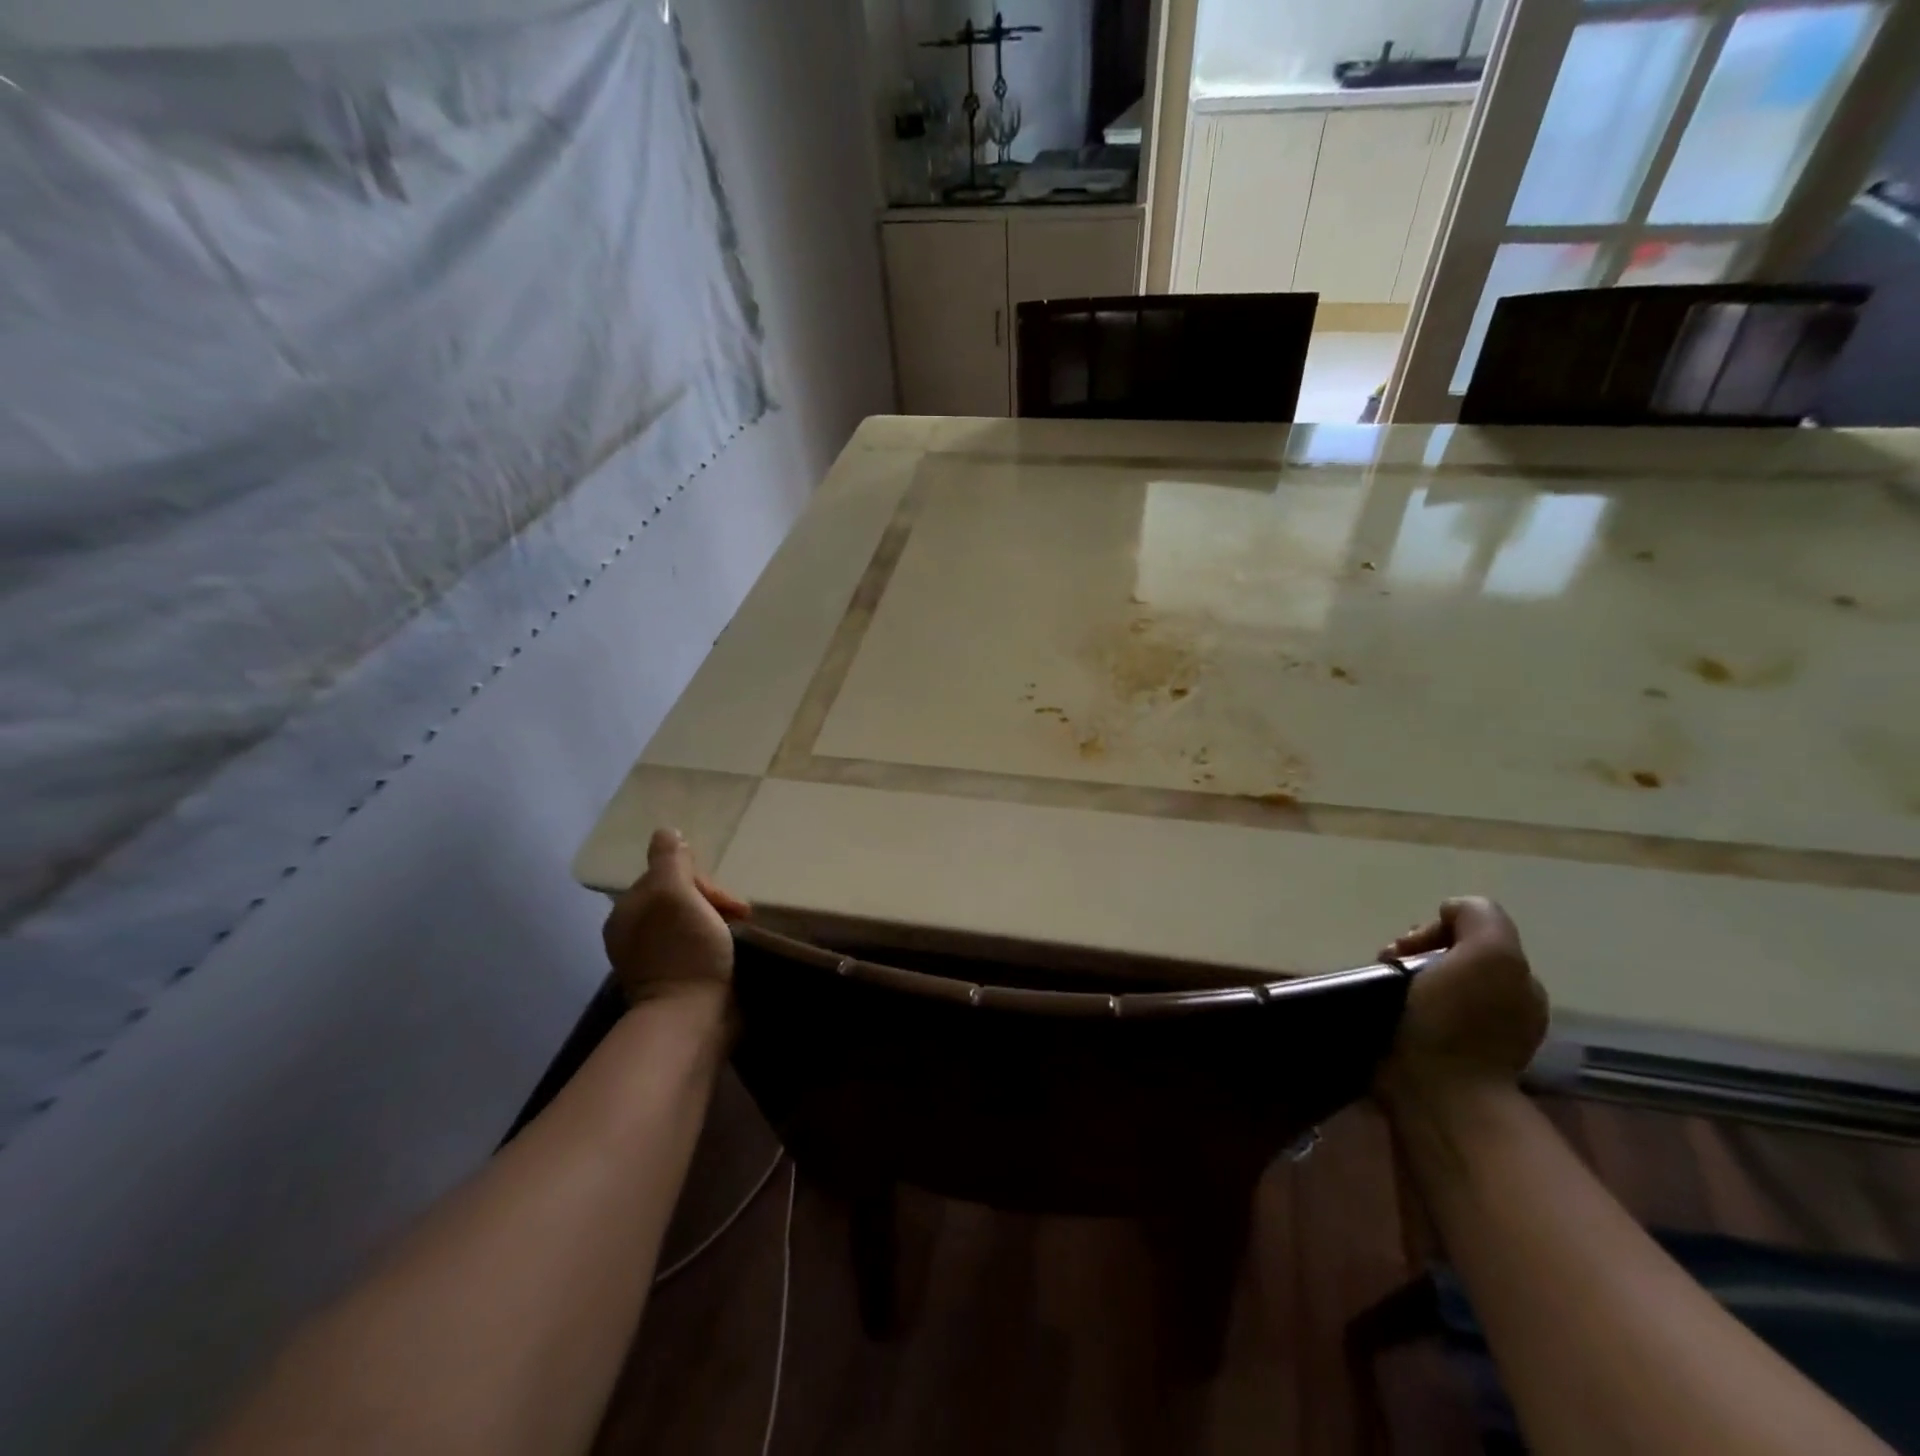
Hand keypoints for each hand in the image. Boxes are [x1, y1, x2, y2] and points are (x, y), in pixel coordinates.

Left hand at [601, 829, 750, 1004]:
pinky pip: (699, 946)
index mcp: (628, 912)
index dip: (699, 880)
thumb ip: (670, 860)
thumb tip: (666, 832)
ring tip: (742, 932)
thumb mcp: (675, 894)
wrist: (693, 1019)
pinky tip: (733, 949)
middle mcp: (636, 934)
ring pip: (693, 921)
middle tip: (740, 916)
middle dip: (713, 901)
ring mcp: (656, 960)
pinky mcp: (677, 981)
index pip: (668, 876)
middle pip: (681, 898)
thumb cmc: (685, 951)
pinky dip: (717, 943)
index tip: (723, 899)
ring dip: (719, 921)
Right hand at [1376, 897, 1548, 1103]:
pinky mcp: (1438, 1054)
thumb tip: (1447, 914)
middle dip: (1414, 953)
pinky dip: (1397, 1004)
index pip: (1470, 934)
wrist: (1435, 1093)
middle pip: (1447, 956)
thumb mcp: (1489, 952)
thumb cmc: (1459, 1021)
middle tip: (1389, 966)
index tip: (1407, 949)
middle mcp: (1501, 1006)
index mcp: (1517, 982)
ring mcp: (1471, 1035)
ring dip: (1400, 977)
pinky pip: (1415, 1010)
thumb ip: (1478, 917)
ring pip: (1428, 982)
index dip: (1434, 931)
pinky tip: (1385, 1010)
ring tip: (1380, 989)